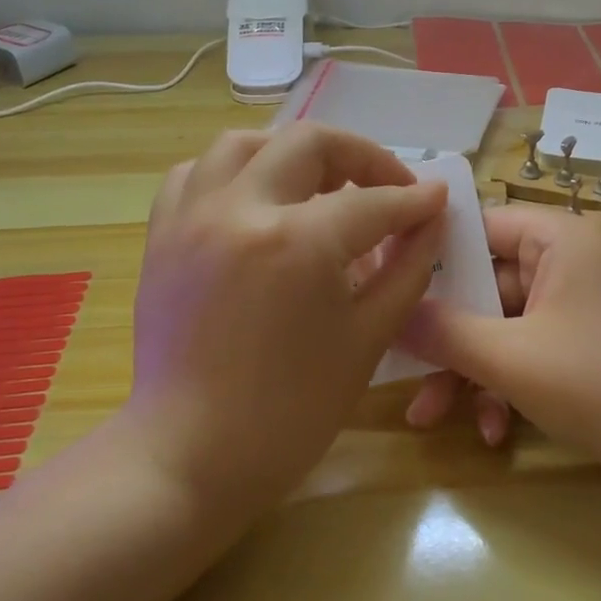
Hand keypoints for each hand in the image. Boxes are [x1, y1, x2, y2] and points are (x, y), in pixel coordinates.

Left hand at [125, 125, 447, 511]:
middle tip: (387, 188)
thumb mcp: (368, 337)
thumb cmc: (292, 410)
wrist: (191, 457)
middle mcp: (240, 209)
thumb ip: (407, 268)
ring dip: (293, 154)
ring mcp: (192, 217)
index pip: (373, 202)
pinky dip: (233, 174)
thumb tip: (431, 221)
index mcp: (298, 241)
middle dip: (362, 157)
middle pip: (309, 143)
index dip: (414, 200)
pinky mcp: (163, 236)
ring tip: (321, 184)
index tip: (437, 201)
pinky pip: (195, 175)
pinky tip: (256, 201)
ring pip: (244, 144)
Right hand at [400, 205, 600, 485]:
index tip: (388, 287)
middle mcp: (572, 257)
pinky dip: (509, 382)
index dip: (431, 258)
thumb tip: (391, 314)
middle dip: (448, 337)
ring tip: (433, 418)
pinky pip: (533, 345)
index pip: (480, 227)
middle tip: (402, 368)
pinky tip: (494, 431)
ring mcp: (581, 299)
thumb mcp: (512, 358)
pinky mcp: (587, 337)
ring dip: (473, 370)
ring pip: (506, 323)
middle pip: (488, 284)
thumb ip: (445, 332)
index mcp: (561, 237)